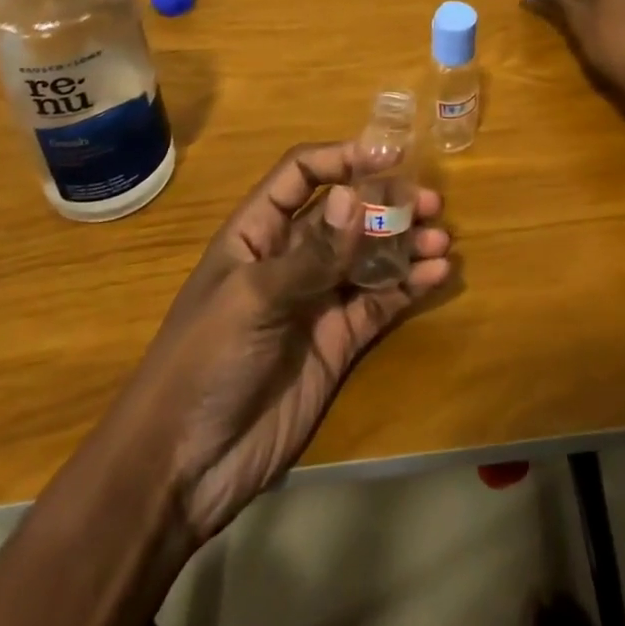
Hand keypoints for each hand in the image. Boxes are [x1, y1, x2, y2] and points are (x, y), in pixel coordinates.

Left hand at [119, 140, 451, 543]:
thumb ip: (312, 252)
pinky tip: (436, 275)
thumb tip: (356, 195)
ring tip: (441, 240)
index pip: (302, 174)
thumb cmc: (204, 362)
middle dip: (386, 202)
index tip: (389, 156)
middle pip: (345, 213)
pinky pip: (379, 301)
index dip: (342, 158)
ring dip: (405, 243)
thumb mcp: (254, 299)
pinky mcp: (338, 341)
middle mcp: (291, 257)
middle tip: (430, 202)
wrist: (183, 470)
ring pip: (369, 256)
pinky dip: (409, 286)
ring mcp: (317, 299)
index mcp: (257, 232)